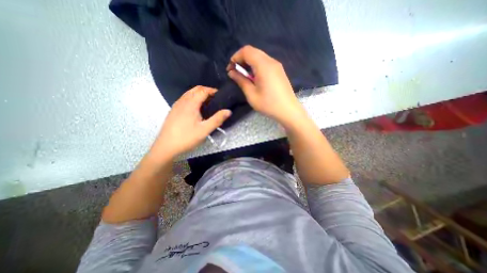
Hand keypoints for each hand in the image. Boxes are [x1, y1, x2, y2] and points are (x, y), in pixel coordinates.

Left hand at [151, 86, 231, 159]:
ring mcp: (176, 105)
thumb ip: (217, 119)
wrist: (166, 147)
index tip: (220, 95)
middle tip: (215, 98)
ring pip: (189, 93)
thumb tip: (228, 111)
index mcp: (191, 104)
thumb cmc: (187, 138)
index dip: (212, 91)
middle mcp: (182, 101)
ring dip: (199, 94)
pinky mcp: (173, 111)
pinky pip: (184, 99)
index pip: (203, 90)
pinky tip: (196, 108)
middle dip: (206, 91)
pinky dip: (192, 98)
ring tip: (207, 103)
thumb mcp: (205, 130)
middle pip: (195, 89)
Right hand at [226, 45, 305, 126]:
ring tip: (244, 76)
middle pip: (253, 51)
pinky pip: (265, 62)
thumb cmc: (268, 104)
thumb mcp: (251, 94)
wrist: (288, 111)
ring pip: (259, 56)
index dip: (235, 57)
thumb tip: (232, 72)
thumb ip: (241, 81)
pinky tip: (255, 78)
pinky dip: (256, 66)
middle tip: (236, 72)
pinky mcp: (279, 71)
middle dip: (241, 59)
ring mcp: (277, 66)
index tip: (230, 69)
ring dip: (249, 63)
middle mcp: (271, 61)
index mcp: (263, 65)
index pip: (246, 51)